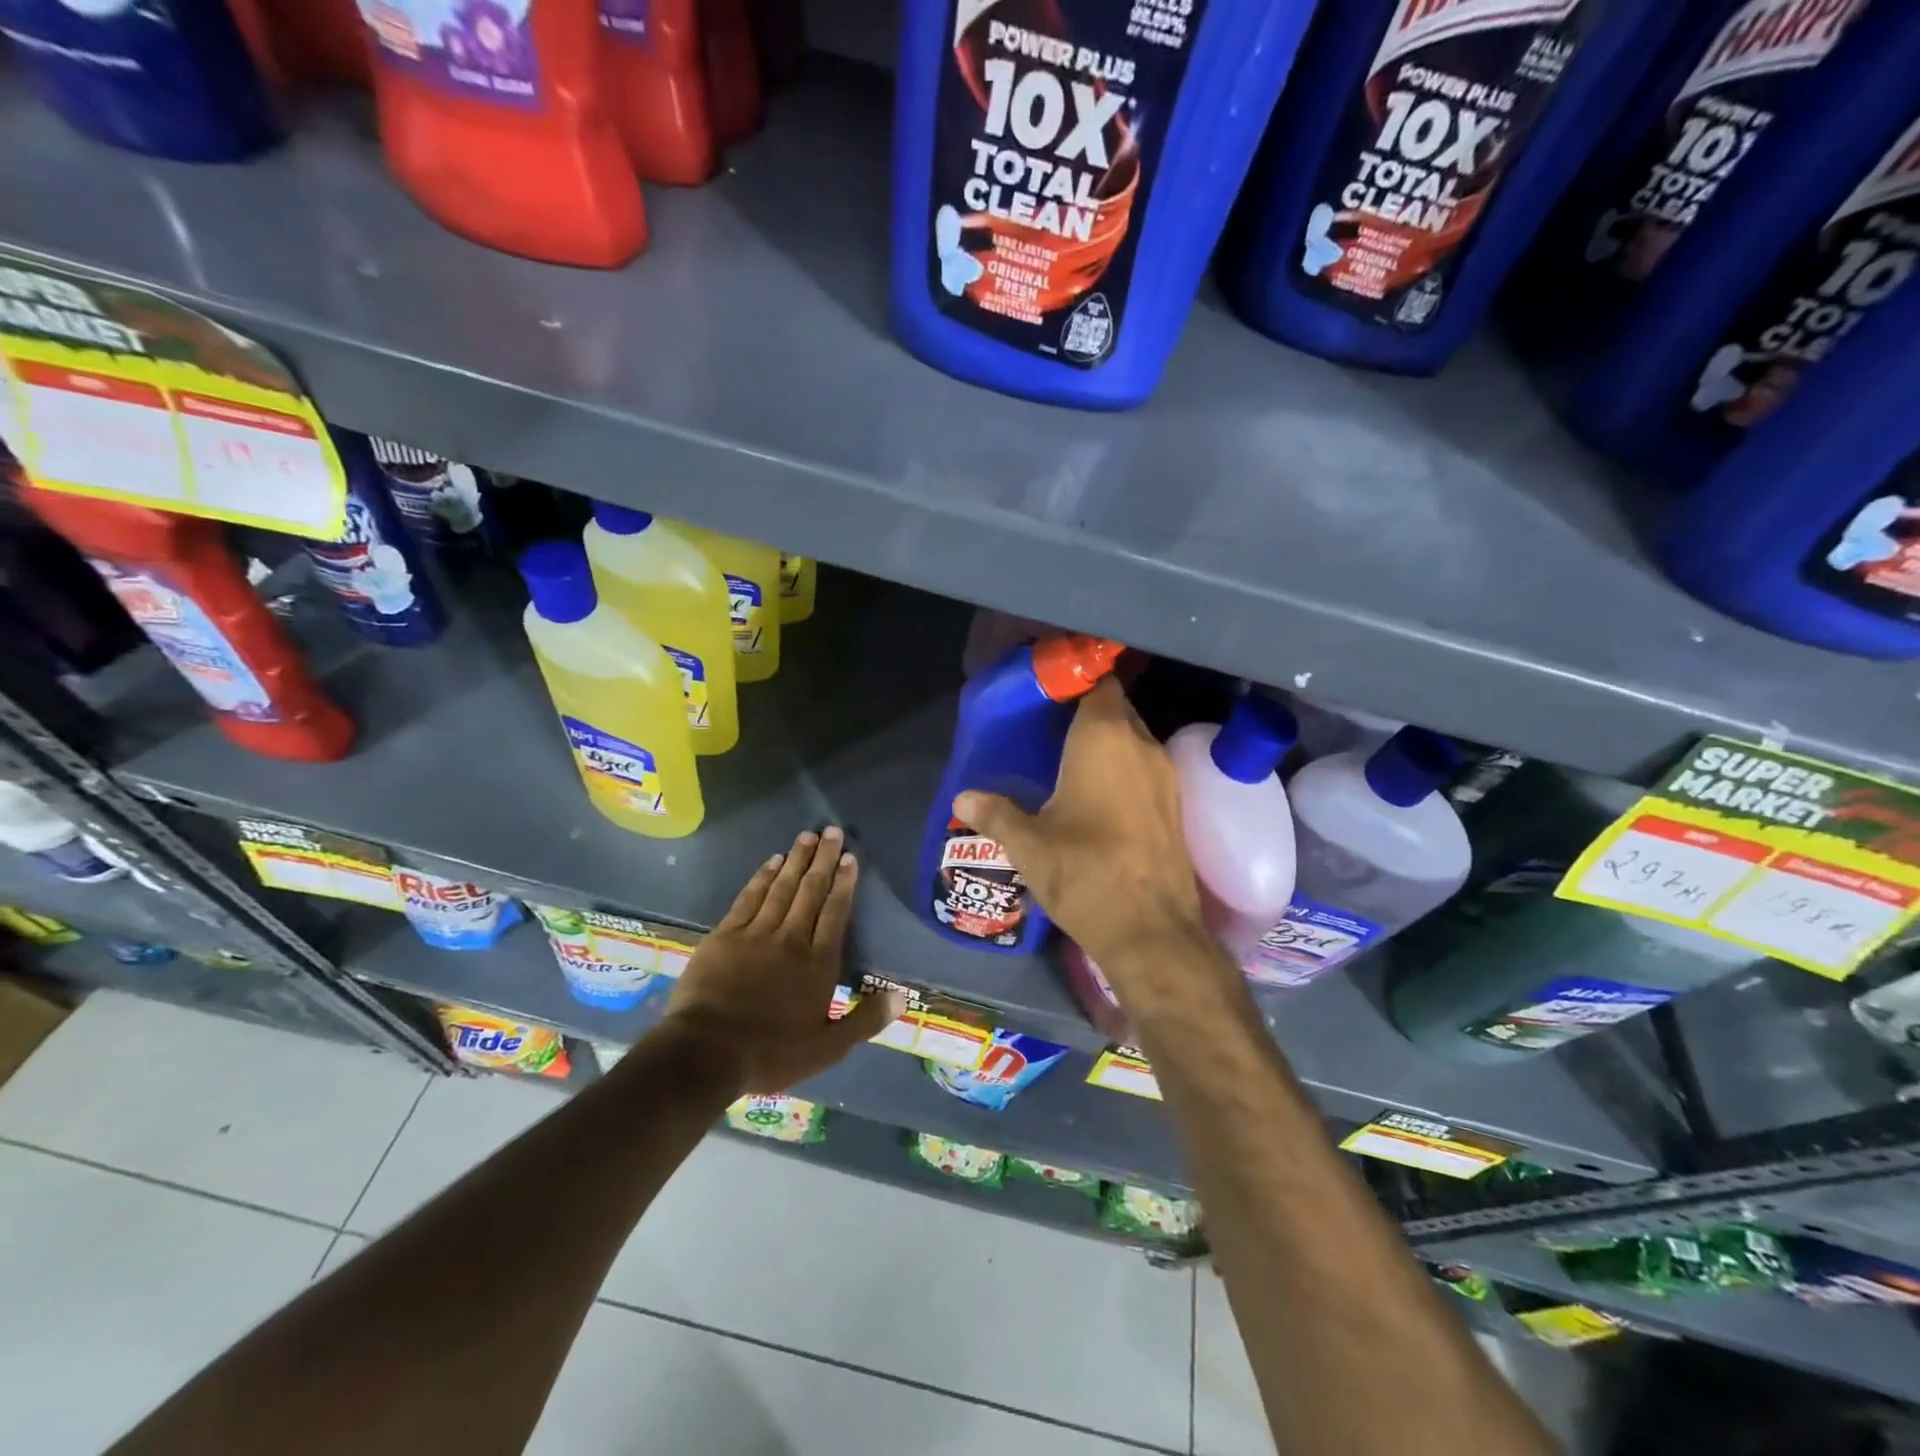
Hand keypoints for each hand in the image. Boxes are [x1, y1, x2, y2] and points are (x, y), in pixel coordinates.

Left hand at [661, 827, 905, 1095]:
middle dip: (823, 859)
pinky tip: (772, 861)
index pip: (835, 913)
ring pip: (782, 888)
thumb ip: (866, 1020)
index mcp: (818, 963)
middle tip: (831, 830)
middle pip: (811, 891)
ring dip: (796, 860)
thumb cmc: (771, 1053)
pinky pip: (749, 897)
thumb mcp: (828, 1048)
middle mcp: (791, 939)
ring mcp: (756, 933)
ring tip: (807, 836)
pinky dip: (762, 877)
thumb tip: (903, 997)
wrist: (706, 1053)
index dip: (844, 883)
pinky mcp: (726, 935)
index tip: (850, 858)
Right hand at [953, 677, 1207, 975]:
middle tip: (1052, 731)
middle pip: (1118, 709)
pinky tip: (1100, 798)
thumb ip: (994, 813)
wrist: (1151, 930)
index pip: (1099, 684)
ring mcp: (1166, 775)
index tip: (1050, 696)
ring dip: (1109, 745)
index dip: (1077, 683)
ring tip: (1071, 763)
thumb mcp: (1028, 844)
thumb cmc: (1083, 872)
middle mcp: (1141, 745)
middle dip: (1089, 714)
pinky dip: (1126, 771)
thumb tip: (961, 799)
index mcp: (1103, 738)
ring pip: (1135, 741)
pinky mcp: (1177, 805)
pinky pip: (1147, 769)